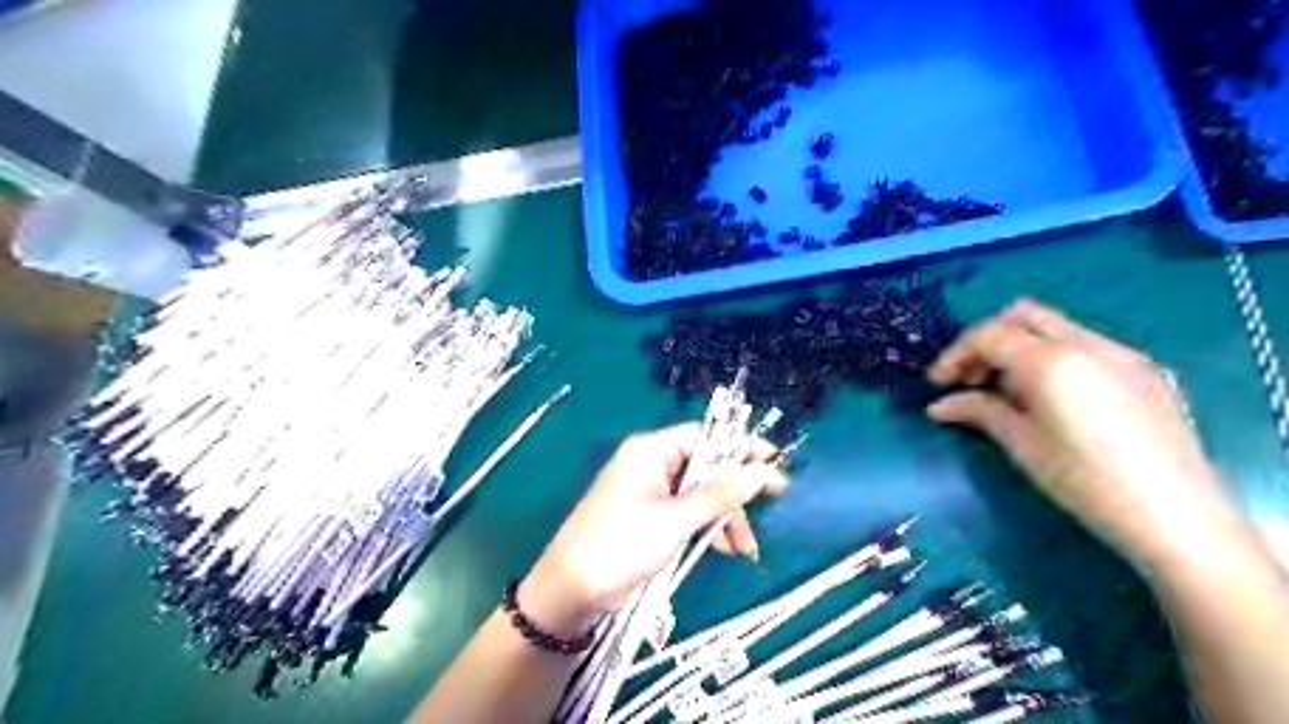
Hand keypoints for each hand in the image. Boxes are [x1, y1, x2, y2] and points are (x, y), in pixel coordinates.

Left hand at [521, 420, 785, 635]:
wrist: (572, 591)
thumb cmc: (622, 546)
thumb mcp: (676, 521)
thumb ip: (720, 494)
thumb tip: (764, 471)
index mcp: (651, 451)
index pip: (705, 436)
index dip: (740, 448)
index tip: (775, 463)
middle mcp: (652, 463)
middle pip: (706, 466)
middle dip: (734, 492)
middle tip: (768, 507)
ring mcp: (651, 490)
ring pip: (701, 492)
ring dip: (724, 516)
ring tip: (743, 548)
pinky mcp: (651, 514)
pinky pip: (688, 510)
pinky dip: (707, 527)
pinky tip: (724, 549)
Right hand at [927, 296, 1236, 571]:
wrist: (1178, 517)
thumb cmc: (1085, 482)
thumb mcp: (1021, 445)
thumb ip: (978, 411)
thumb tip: (941, 405)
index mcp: (1052, 361)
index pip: (988, 334)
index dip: (955, 354)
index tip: (939, 384)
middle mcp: (1088, 343)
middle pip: (1022, 315)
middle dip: (987, 340)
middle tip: (971, 378)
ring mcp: (1122, 353)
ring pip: (1055, 326)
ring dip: (1019, 346)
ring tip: (1008, 390)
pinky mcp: (1144, 370)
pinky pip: (1085, 344)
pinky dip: (1053, 355)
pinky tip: (1051, 397)